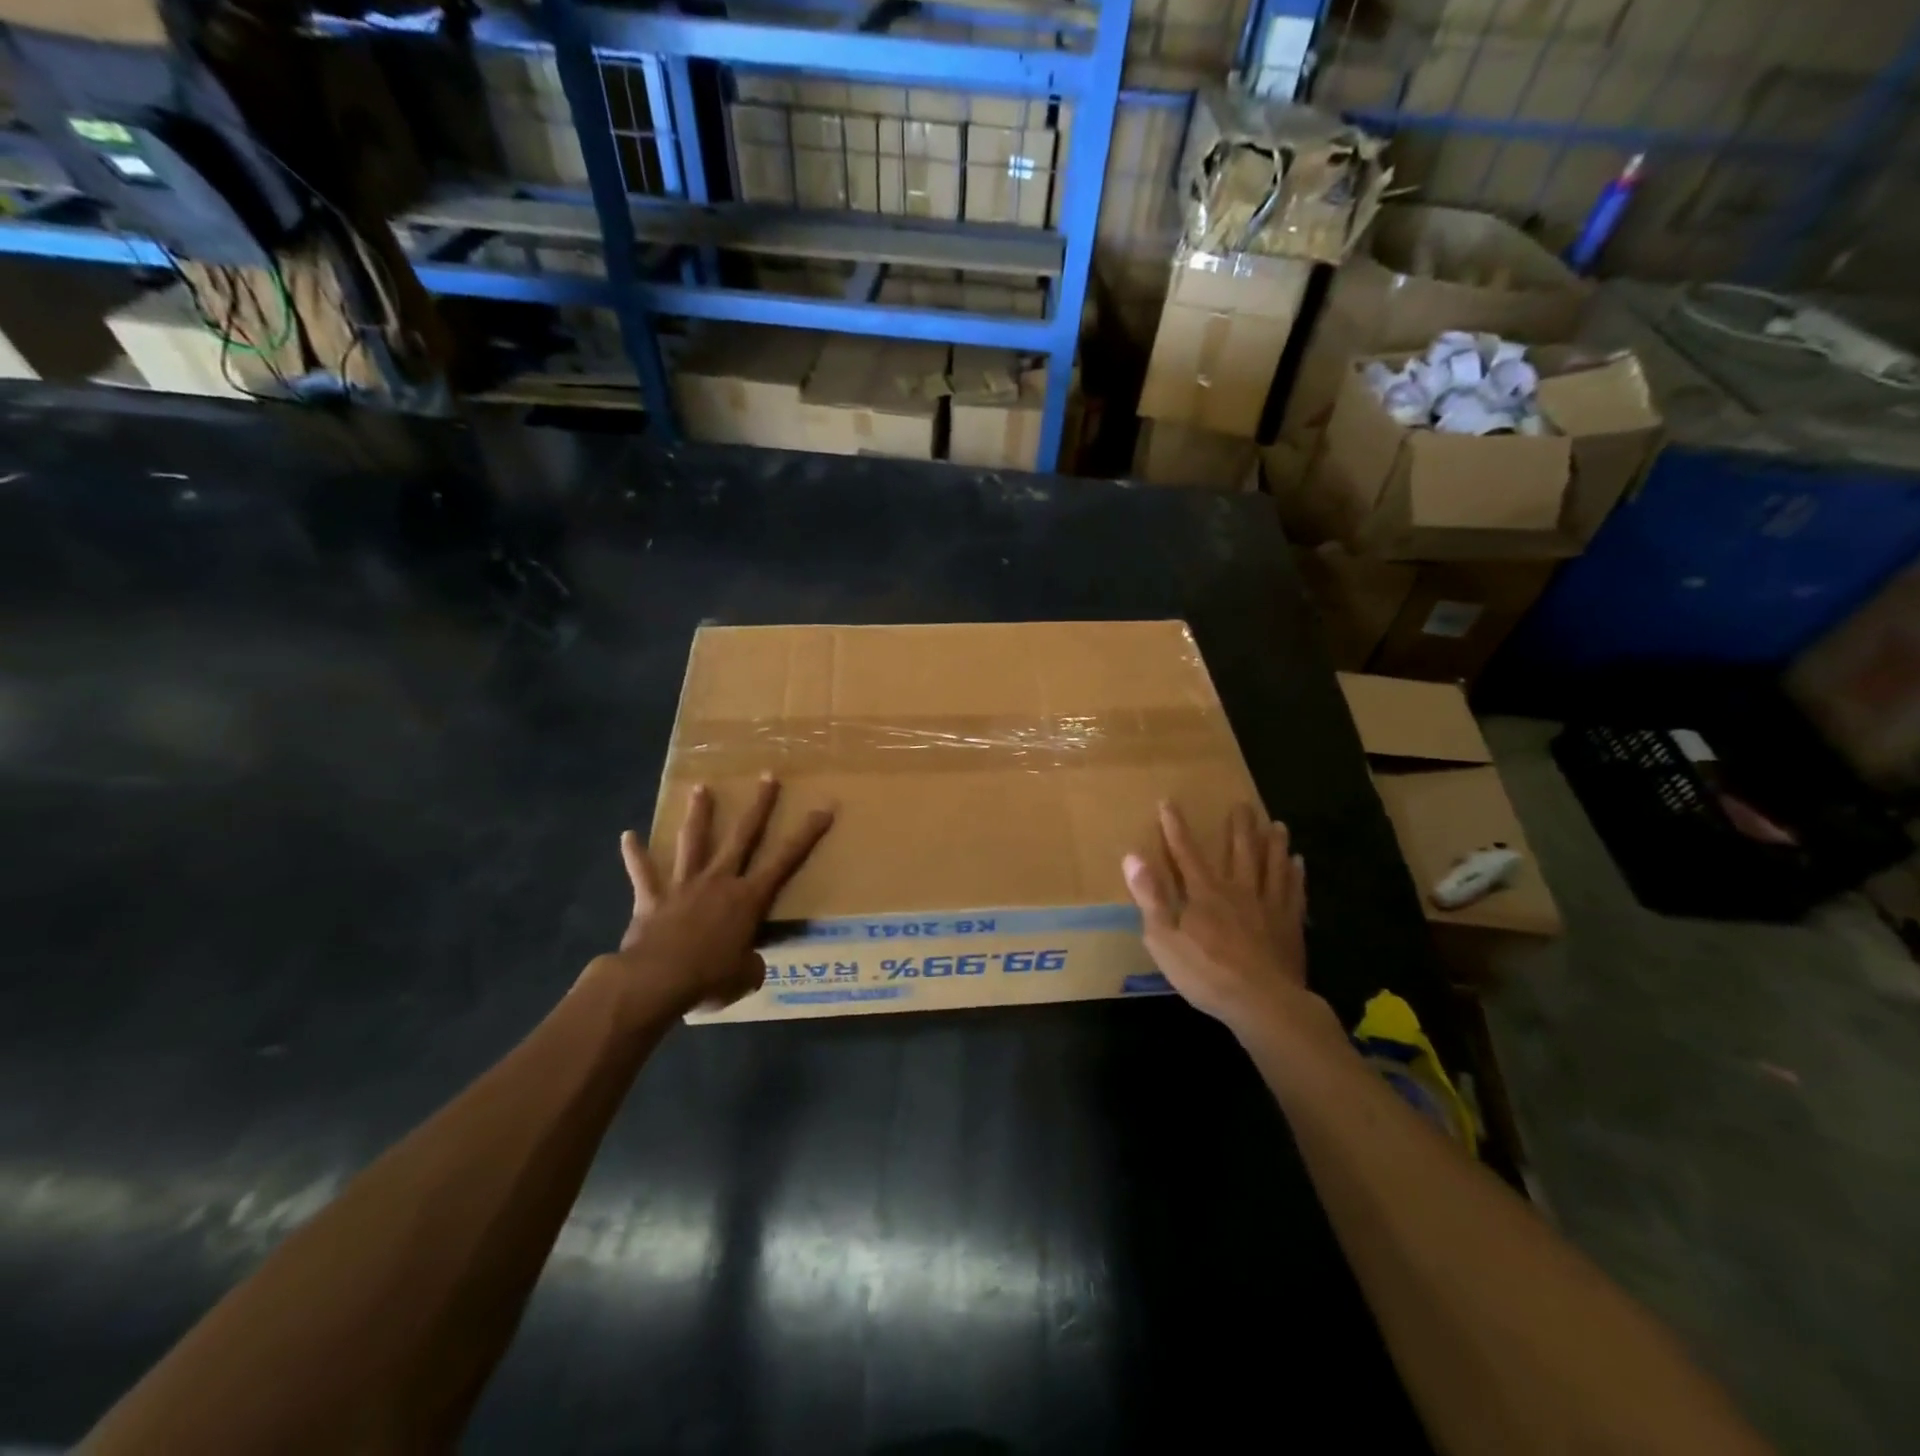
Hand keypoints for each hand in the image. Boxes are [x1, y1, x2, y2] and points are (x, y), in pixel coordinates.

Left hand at [602, 774, 833, 1015]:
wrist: (655, 981)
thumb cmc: (709, 978)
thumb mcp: (744, 977)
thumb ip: (751, 964)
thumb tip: (750, 964)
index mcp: (748, 898)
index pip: (785, 860)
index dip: (807, 834)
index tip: (823, 808)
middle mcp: (719, 881)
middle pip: (742, 835)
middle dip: (759, 805)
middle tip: (767, 776)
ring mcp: (684, 886)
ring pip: (693, 842)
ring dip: (698, 814)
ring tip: (700, 788)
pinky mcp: (653, 899)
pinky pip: (643, 873)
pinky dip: (635, 855)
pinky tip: (627, 836)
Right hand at [1123, 801, 1319, 1039]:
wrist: (1263, 1003)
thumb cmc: (1206, 973)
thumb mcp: (1163, 938)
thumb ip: (1150, 896)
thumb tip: (1132, 856)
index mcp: (1205, 893)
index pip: (1186, 853)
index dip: (1175, 827)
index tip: (1169, 802)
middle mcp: (1238, 890)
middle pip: (1240, 851)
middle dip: (1239, 827)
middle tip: (1243, 804)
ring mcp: (1268, 907)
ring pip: (1272, 866)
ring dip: (1273, 843)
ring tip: (1277, 824)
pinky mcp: (1290, 926)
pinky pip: (1294, 892)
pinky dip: (1295, 875)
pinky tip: (1298, 863)